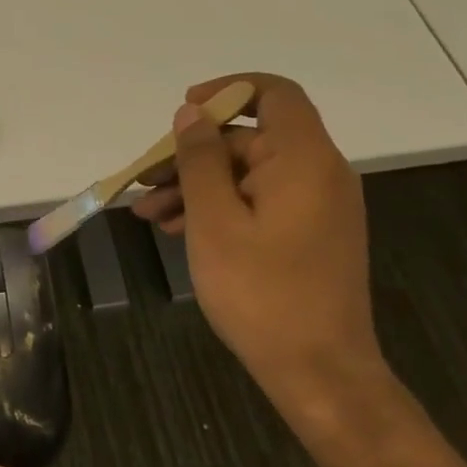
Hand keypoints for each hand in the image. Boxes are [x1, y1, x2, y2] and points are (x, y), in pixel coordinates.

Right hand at [131, 74, 385, 416]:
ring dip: (197, 185)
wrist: (320, 376)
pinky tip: (178, 229)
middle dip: (192, 154)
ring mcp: (316, 206)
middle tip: (145, 180)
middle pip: (249, 138)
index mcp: (304, 159)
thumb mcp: (214, 220)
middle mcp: (318, 173)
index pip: (275, 93)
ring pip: (247, 173)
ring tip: (149, 212)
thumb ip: (200, 158)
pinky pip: (259, 201)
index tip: (186, 109)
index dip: (228, 89)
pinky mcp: (309, 234)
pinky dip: (220, 207)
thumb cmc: (262, 292)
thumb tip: (191, 113)